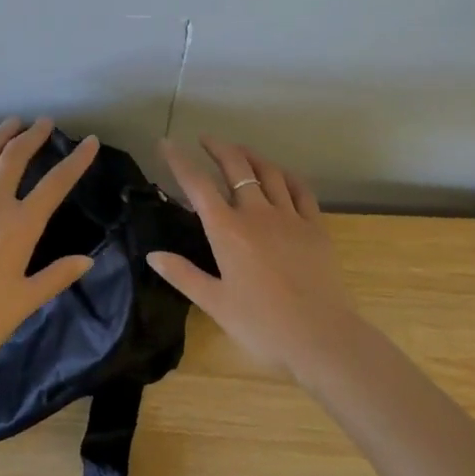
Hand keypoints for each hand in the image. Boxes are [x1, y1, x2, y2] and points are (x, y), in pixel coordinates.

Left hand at [0, 117, 99, 376]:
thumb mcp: (25, 302)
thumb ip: (56, 276)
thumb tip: (87, 260)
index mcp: (19, 227)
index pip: (55, 185)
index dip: (76, 161)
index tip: (89, 141)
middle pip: (13, 160)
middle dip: (31, 136)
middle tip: (43, 121)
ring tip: (8, 123)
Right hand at [146, 136, 362, 380]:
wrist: (321, 337)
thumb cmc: (262, 325)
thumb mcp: (215, 304)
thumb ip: (183, 275)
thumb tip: (153, 254)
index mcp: (227, 231)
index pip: (197, 185)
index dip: (179, 161)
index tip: (166, 143)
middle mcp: (257, 214)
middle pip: (236, 167)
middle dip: (218, 148)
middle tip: (205, 138)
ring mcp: (290, 217)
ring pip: (269, 172)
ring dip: (251, 156)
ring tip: (239, 150)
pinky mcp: (316, 227)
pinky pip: (301, 190)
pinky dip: (287, 175)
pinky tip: (281, 174)